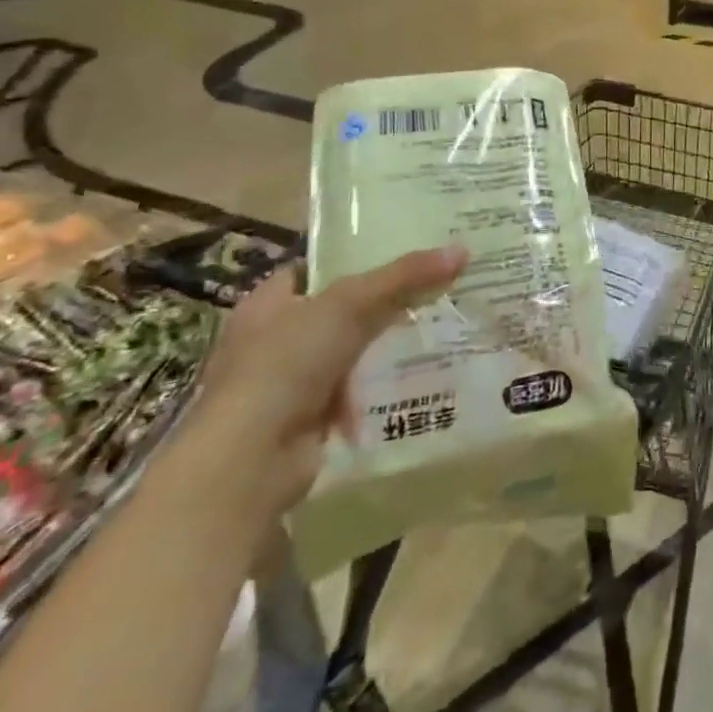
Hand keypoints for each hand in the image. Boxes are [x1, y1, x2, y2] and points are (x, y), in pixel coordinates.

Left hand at [185, 247, 467, 517]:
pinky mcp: (308, 421)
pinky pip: (355, 392)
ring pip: (350, 352)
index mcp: (266, 304)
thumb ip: (404, 277)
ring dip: (384, 347)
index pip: (315, 270)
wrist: (250, 461)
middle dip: (382, 304)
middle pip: (338, 311)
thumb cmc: (285, 365)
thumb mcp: (349, 305)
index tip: (404, 251)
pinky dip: (380, 387)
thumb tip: (462, 250)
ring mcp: (288, 384)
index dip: (355, 258)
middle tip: (435, 287)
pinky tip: (419, 376)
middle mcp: (272, 341)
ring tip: (439, 326)